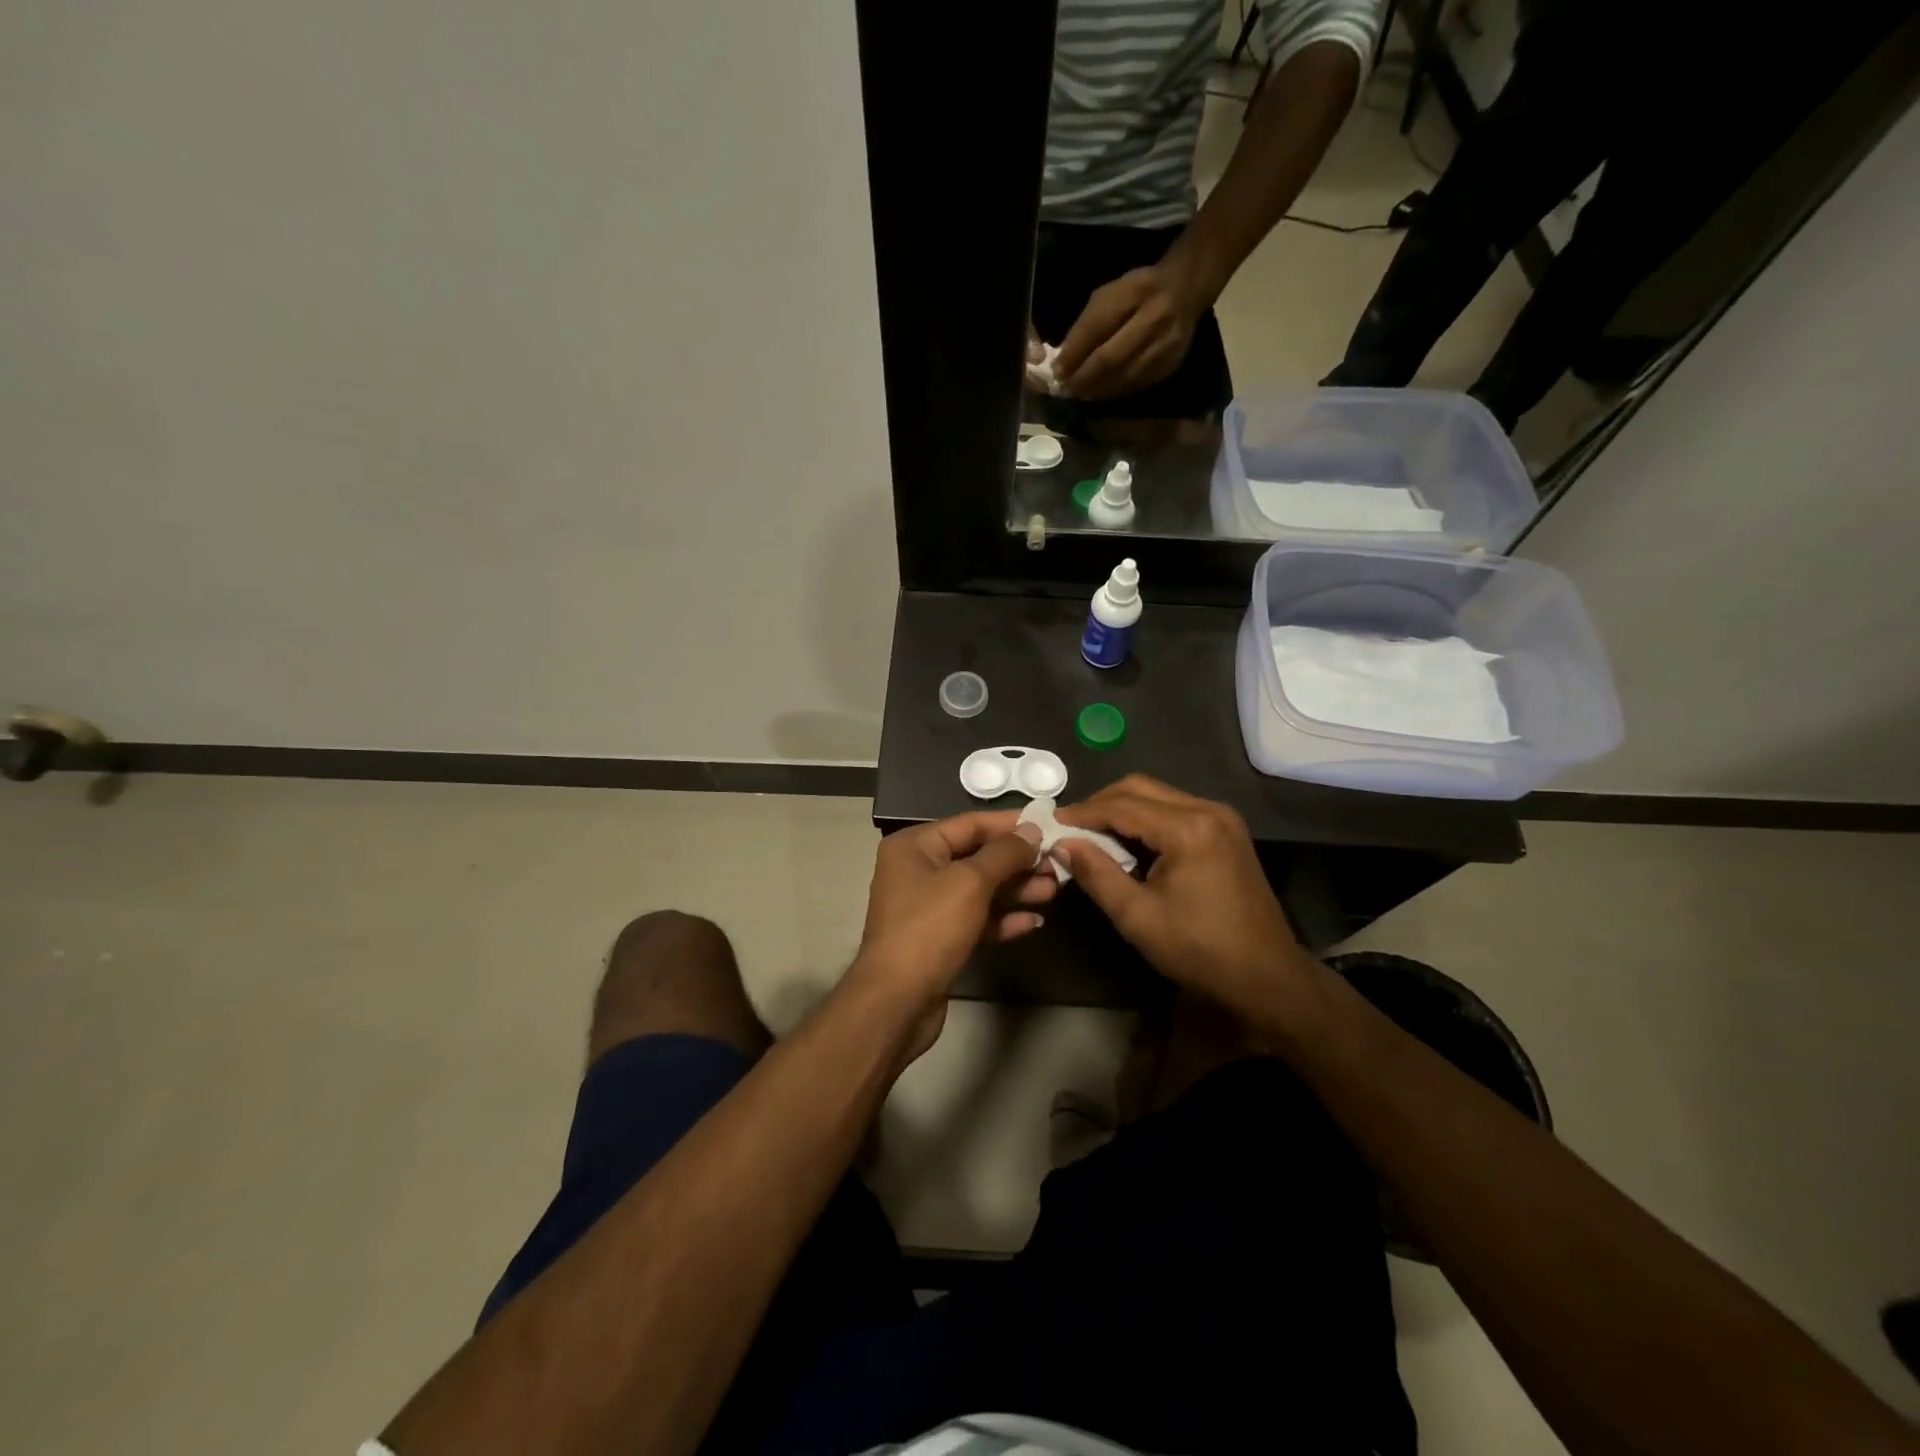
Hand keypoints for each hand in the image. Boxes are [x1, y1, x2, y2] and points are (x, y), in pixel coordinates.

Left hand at [847, 812, 1051, 1056]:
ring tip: (1053, 891)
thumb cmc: (930, 929)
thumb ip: (1005, 853)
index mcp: (915, 847)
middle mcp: (918, 871)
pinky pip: (977, 920)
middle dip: (1018, 862)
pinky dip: (1003, 919)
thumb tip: (1032, 830)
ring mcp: (928, 907)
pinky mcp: (940, 940)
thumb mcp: (971, 882)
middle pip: (977, 857)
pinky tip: (1034, 922)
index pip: (970, 824)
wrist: (897, 1002)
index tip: (1049, 826)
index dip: (1010, 824)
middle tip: (1057, 865)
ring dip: (1016, 890)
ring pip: (981, 890)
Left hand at [1054, 263, 1206, 400]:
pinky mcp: (1170, 365)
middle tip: (1066, 389)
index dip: (1074, 353)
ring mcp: (1165, 345)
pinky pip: (1136, 385)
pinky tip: (1101, 393)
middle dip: (1083, 378)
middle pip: (1111, 358)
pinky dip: (1114, 392)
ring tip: (1080, 394)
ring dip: (1097, 390)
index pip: (1097, 327)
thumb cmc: (1137, 291)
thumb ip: (1087, 325)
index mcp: (1134, 292)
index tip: (1057, 371)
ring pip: (1123, 377)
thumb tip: (1065, 362)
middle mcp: (1154, 318)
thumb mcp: (1109, 294)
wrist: (1185, 290)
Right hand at [1056, 776, 1312, 1018]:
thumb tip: (1061, 844)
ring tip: (1093, 835)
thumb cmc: (1199, 950)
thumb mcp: (1137, 917)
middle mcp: (1208, 809)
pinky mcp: (1227, 830)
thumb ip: (1097, 874)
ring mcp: (1222, 818)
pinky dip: (1147, 818)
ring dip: (1123, 809)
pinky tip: (1129, 842)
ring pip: (1158, 795)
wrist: (1267, 976)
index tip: (1051, 823)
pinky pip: (1176, 809)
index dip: (1083, 812)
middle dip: (1101, 804)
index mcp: (1188, 829)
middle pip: (1140, 787)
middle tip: (1071, 827)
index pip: (1122, 805)